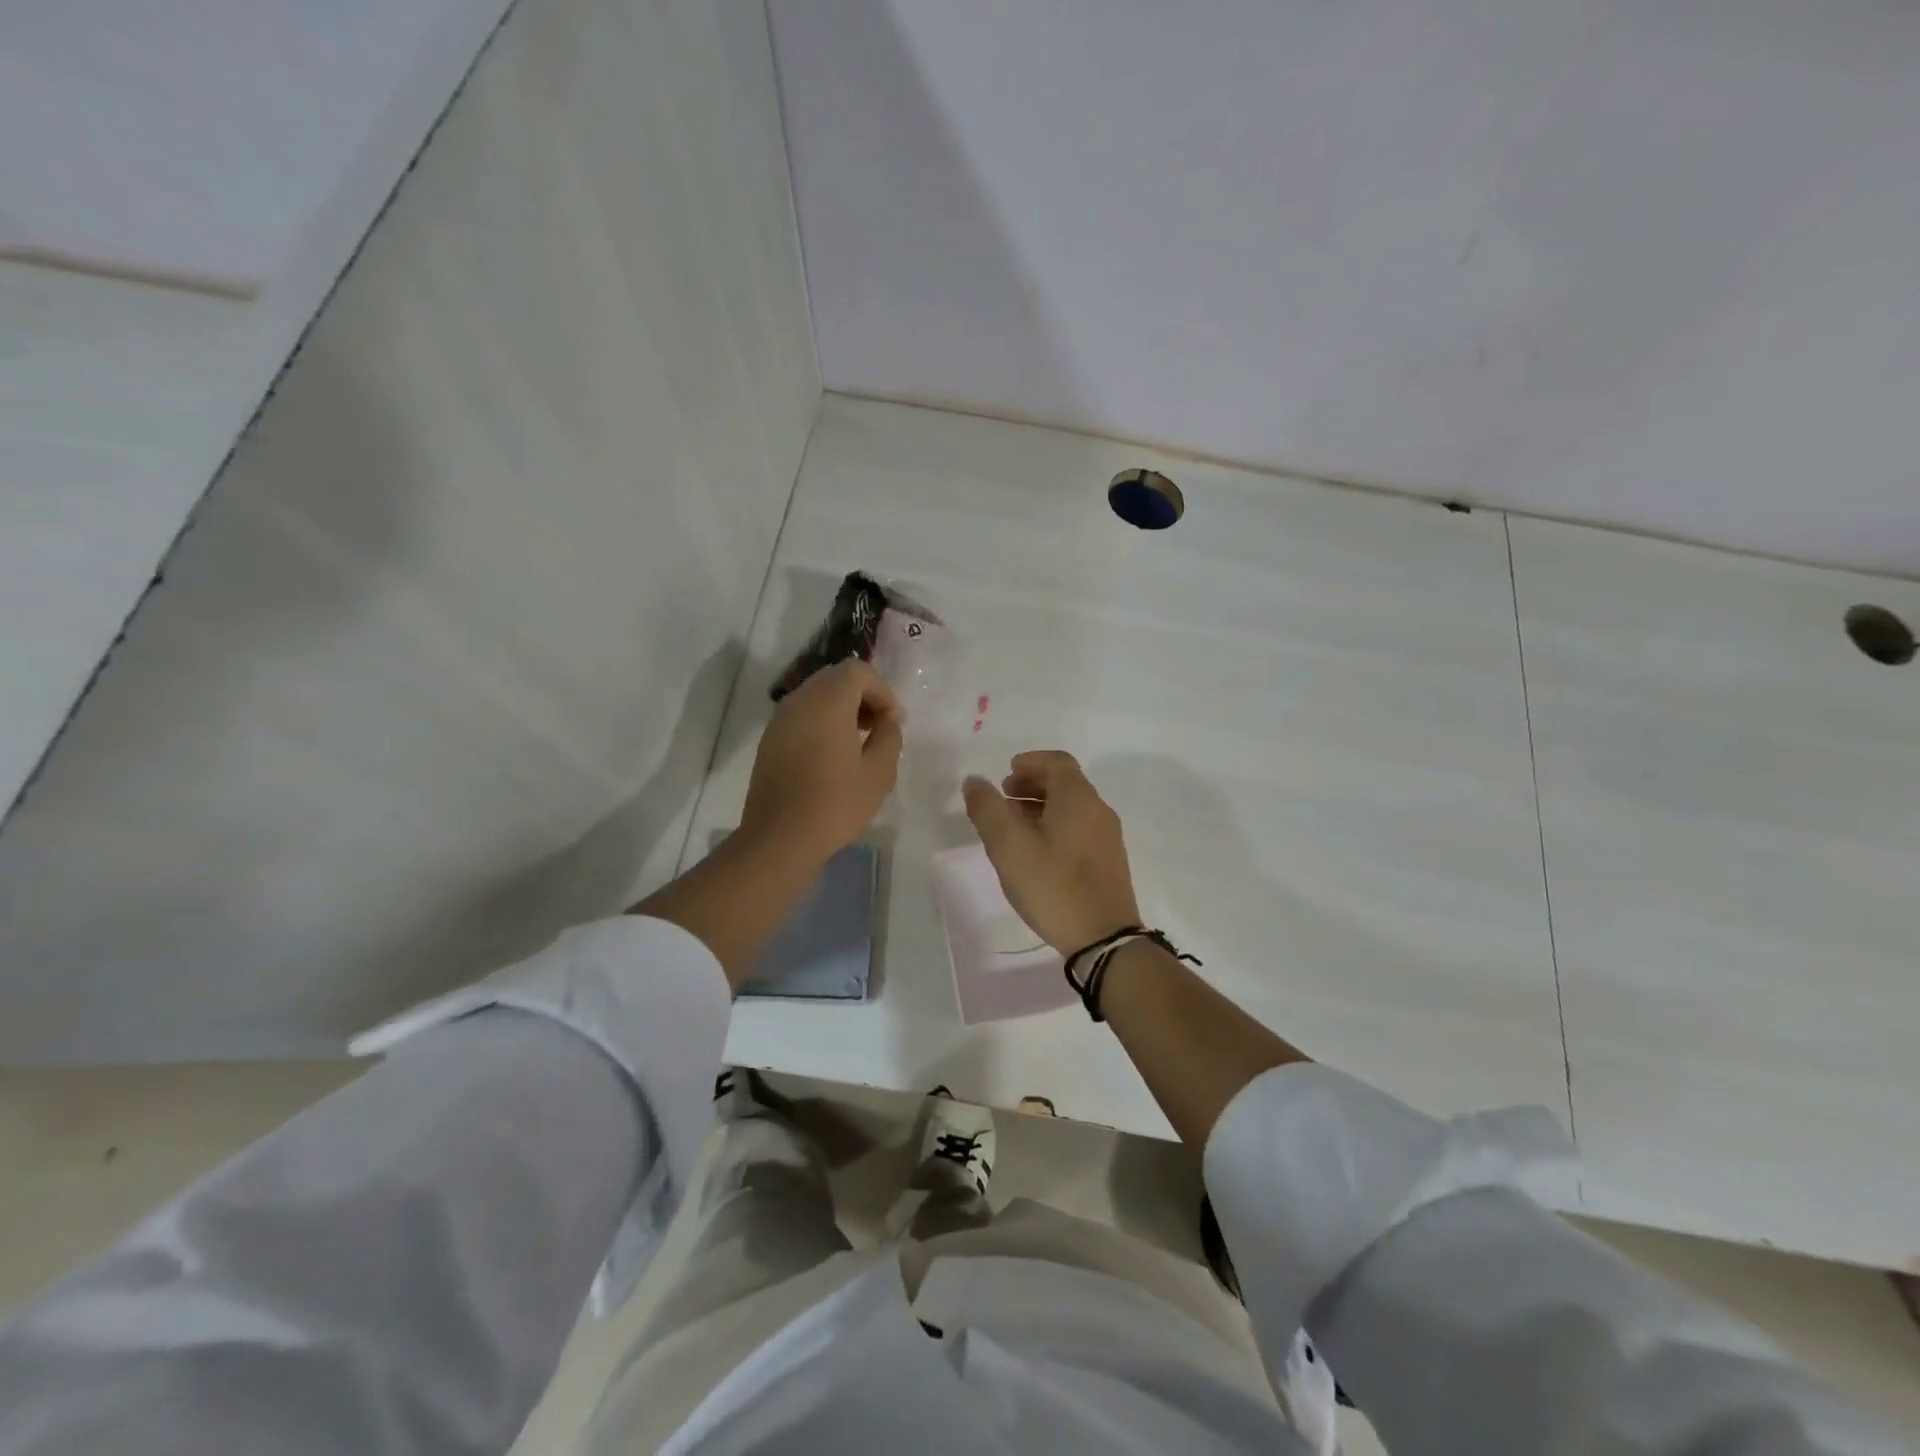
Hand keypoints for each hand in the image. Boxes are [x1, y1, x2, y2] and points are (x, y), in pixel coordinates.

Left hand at [740, 659, 902, 865]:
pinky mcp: (770, 740)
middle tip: (879, 728)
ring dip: (842, 709)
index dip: (882, 691)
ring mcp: (780, 719)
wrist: (779, 838)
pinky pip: (802, 715)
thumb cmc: (835, 804)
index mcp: (827, 701)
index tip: (892, 722)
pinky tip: (833, 756)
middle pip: (836, 678)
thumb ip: (889, 736)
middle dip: (863, 696)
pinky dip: (822, 722)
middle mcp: (800, 700)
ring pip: (817, 695)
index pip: (858, 671)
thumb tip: (886, 721)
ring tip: (858, 743)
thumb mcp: (879, 772)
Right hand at [963, 750, 1141, 953]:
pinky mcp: (1109, 861)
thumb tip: (974, 781)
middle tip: (1004, 798)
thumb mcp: (1009, 847)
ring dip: (1042, 807)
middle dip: (1033, 784)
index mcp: (1078, 798)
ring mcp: (1108, 837)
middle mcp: (1098, 810)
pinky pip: (1080, 828)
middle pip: (1066, 783)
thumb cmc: (1054, 886)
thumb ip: (988, 810)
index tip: (1006, 774)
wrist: (1104, 939)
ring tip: (1014, 826)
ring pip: (1073, 808)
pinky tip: (1037, 852)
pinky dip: (1056, 825)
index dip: (1030, 762)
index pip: (1057, 762)